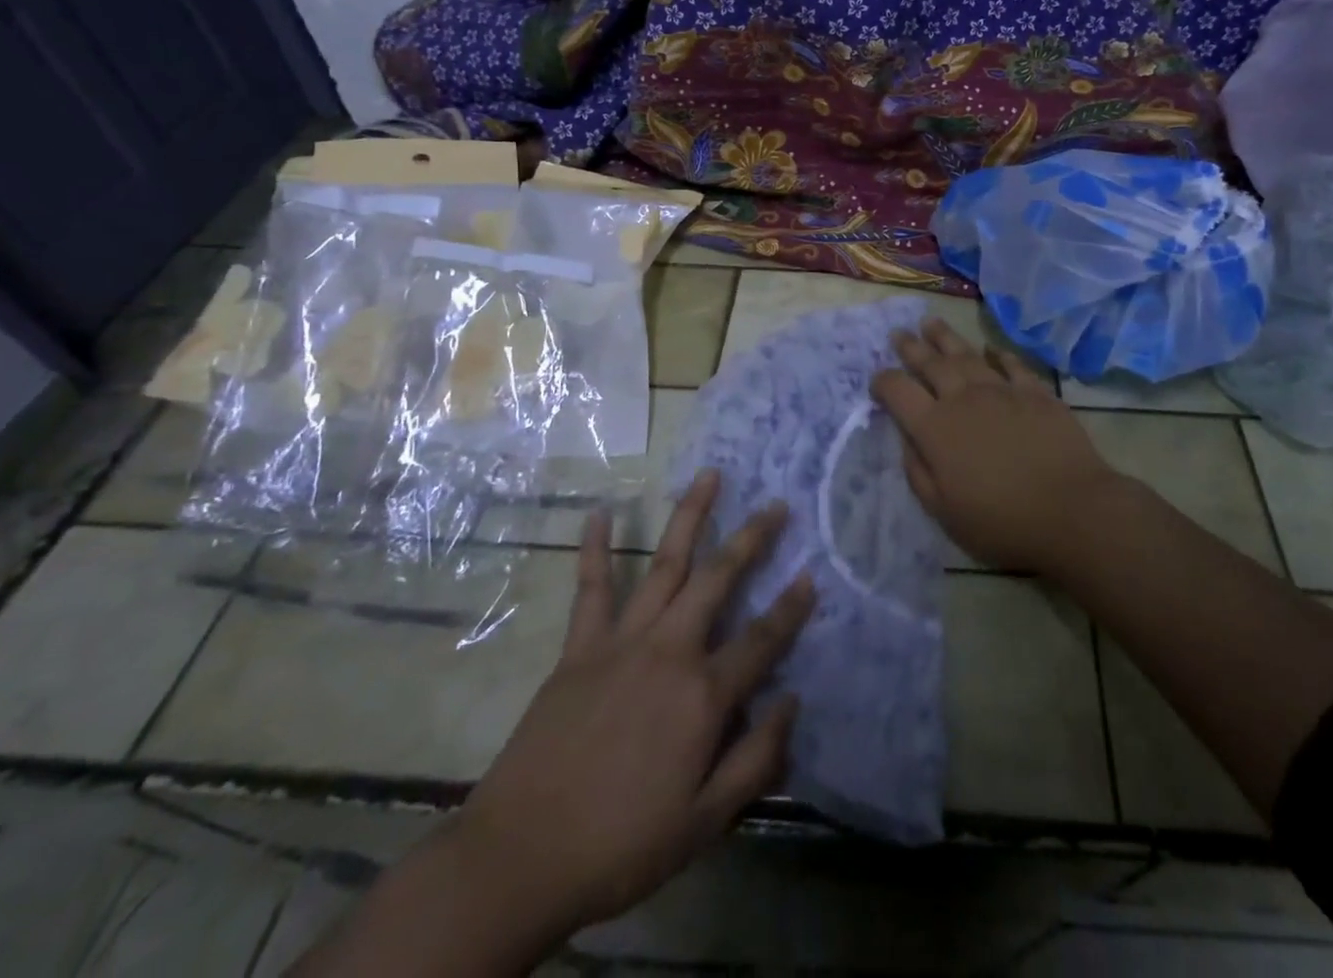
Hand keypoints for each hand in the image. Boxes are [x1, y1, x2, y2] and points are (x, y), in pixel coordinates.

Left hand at [454, 470, 814, 939]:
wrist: (521, 857)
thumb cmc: (621, 844)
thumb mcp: (704, 822)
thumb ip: (756, 760)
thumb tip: (793, 702)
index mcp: (703, 694)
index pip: (762, 639)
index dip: (790, 608)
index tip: (811, 575)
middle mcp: (669, 651)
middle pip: (719, 580)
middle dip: (751, 538)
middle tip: (776, 505)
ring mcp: (622, 641)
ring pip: (665, 564)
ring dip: (690, 517)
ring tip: (709, 475)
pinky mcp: (580, 648)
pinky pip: (591, 589)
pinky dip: (594, 549)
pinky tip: (599, 513)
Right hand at [871, 318, 1122, 573]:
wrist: (1071, 510)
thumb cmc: (1001, 521)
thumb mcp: (943, 511)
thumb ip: (918, 471)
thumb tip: (907, 439)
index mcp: (935, 428)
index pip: (898, 392)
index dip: (883, 382)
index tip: (877, 381)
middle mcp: (964, 399)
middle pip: (931, 364)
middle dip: (911, 348)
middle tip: (899, 333)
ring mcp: (1002, 391)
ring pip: (967, 355)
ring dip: (946, 338)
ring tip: (931, 323)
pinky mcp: (1036, 393)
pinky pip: (1012, 365)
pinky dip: (999, 355)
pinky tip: (991, 349)